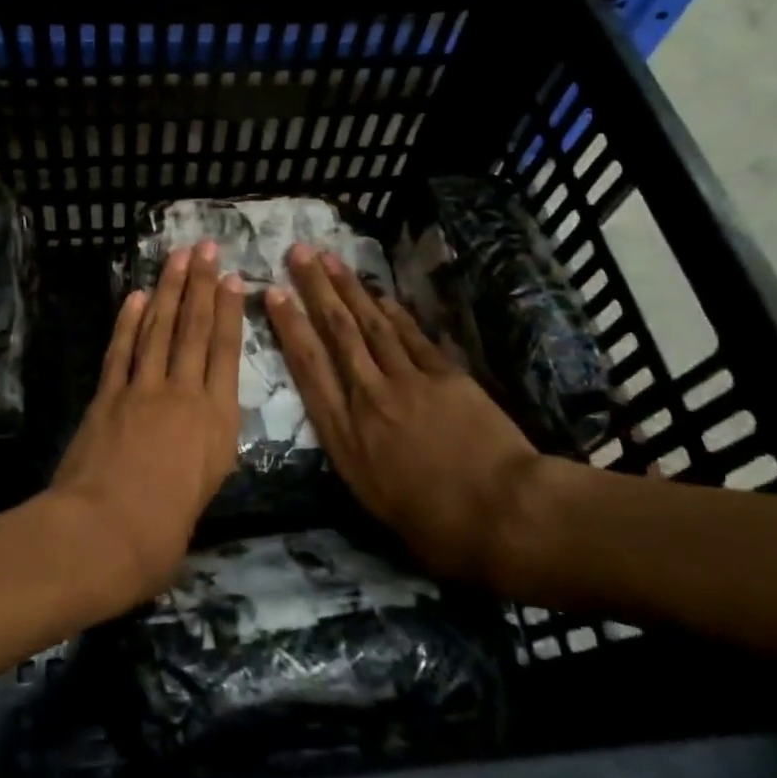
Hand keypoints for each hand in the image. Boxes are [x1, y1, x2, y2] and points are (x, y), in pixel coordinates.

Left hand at [47, 241, 244, 611]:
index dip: (228, 312)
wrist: (103, 533)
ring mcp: (142, 390)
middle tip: (204, 248)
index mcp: (217, 422)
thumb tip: (197, 437)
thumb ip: (204, 456)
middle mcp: (184, 394)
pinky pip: (121, 349)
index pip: (226, 353)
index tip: (231, 279)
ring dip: (168, 289)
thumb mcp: (204, 494)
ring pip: (159, 328)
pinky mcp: (108, 395)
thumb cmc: (163, 534)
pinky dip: (128, 320)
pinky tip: (136, 297)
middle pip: (194, 329)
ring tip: (177, 258)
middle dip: (200, 284)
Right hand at [265, 244, 548, 589]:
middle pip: (337, 334)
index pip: (308, 367)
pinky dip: (393, 312)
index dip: (289, 326)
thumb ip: (353, 454)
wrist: (503, 513)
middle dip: (315, 290)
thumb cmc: (434, 524)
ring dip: (349, 288)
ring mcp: (408, 382)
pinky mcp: (445, 376)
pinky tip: (379, 293)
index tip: (273, 293)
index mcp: (345, 435)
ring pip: (371, 325)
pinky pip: (412, 336)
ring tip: (330, 258)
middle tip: (298, 252)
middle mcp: (368, 399)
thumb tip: (346, 429)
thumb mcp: (372, 499)